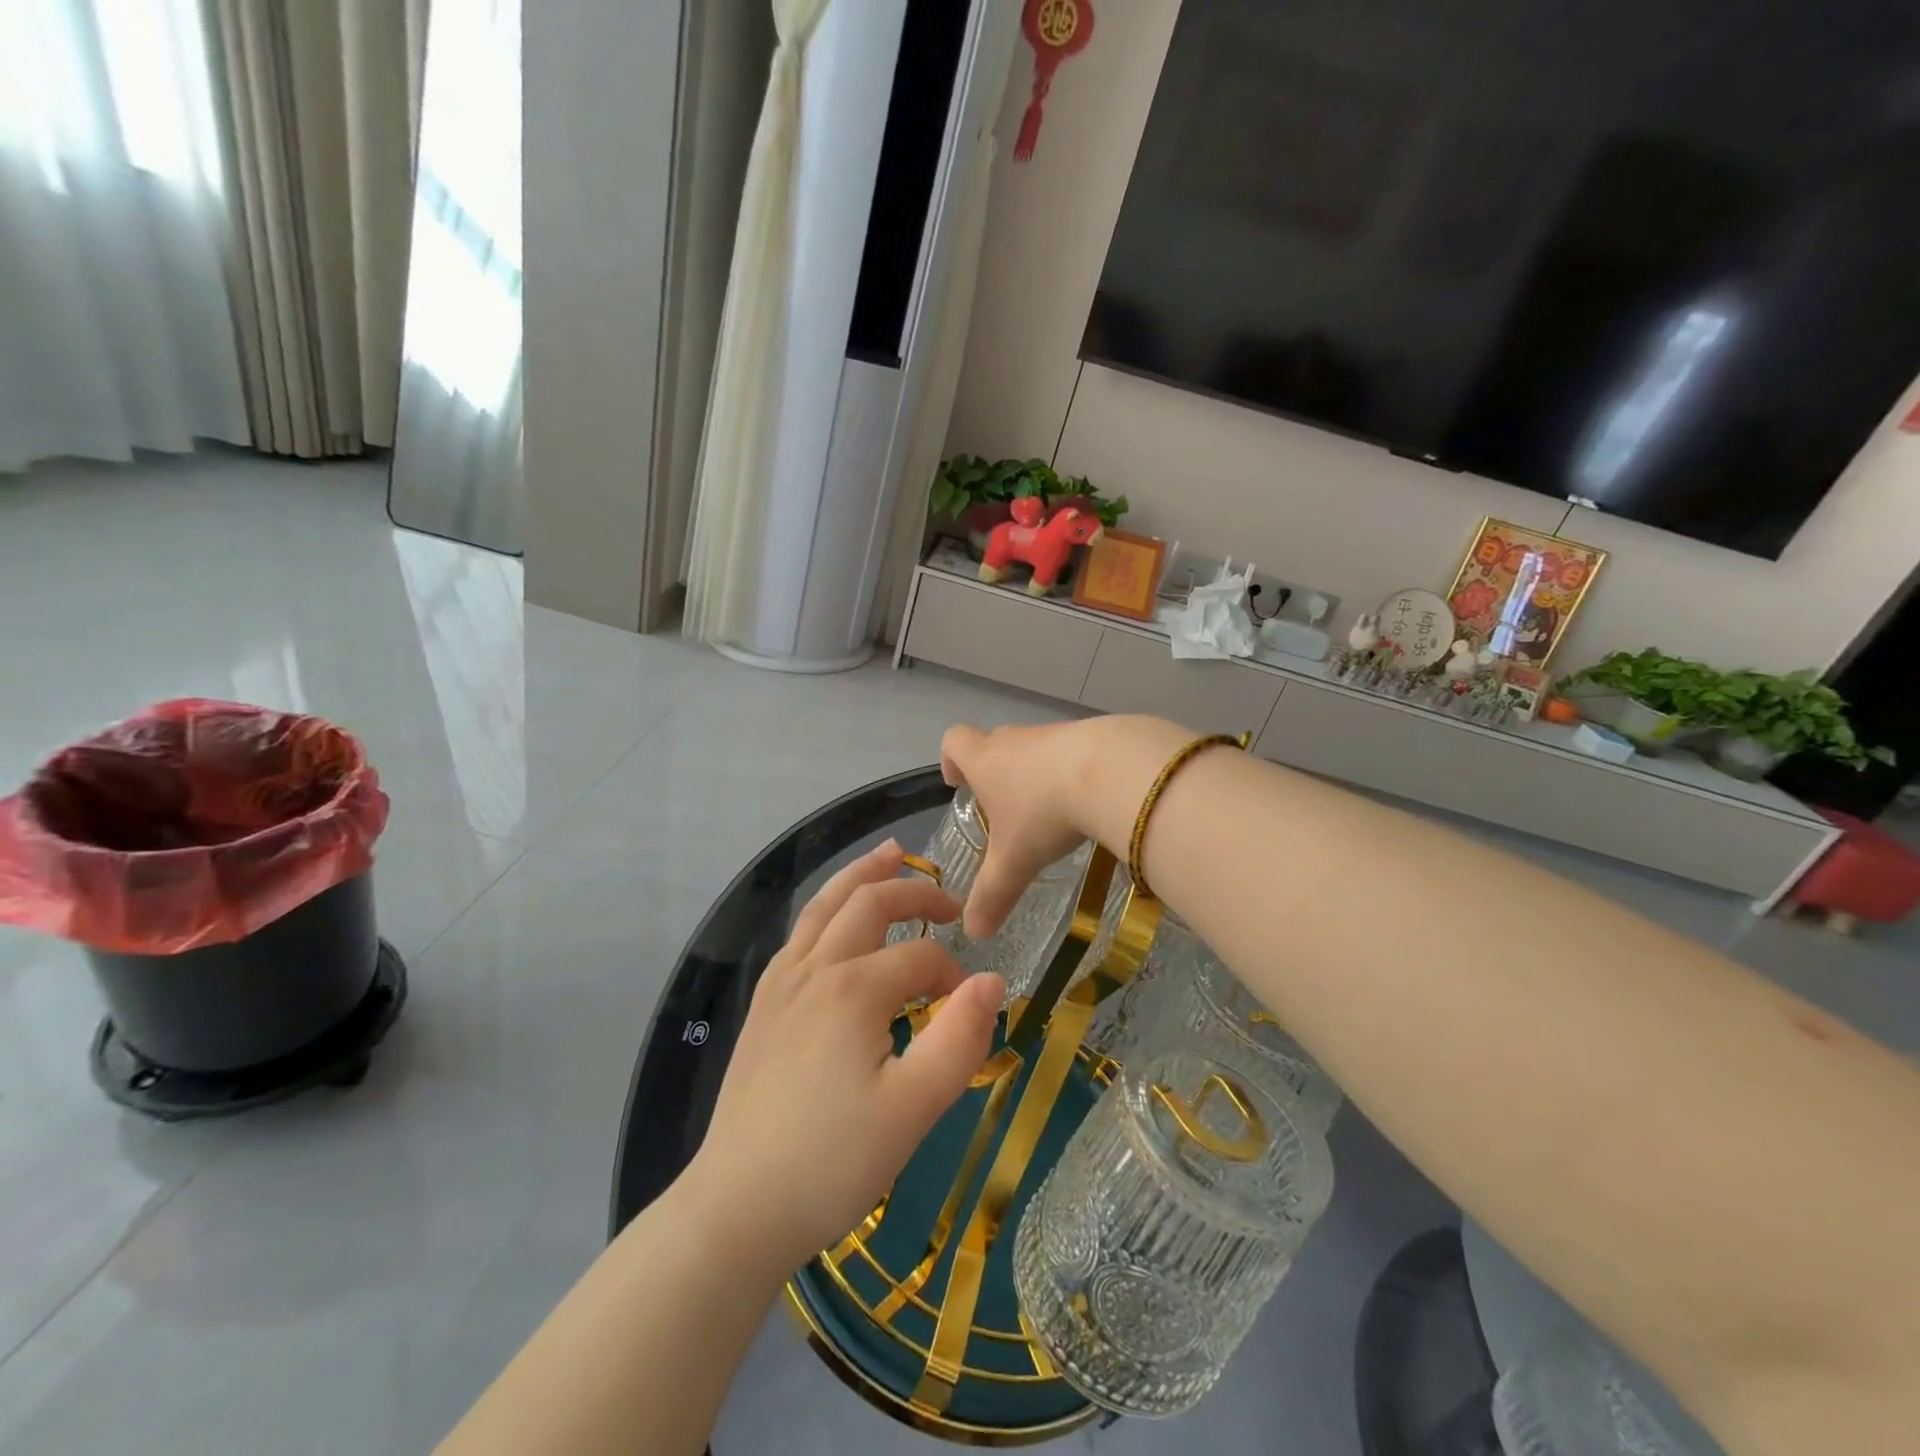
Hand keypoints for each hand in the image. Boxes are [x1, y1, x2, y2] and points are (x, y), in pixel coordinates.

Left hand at [684, 839, 1004, 1278]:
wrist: (737, 1209)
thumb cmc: (831, 1162)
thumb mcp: (912, 1110)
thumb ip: (959, 1040)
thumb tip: (993, 982)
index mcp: (853, 990)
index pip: (920, 957)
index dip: (953, 975)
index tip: (968, 1008)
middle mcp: (814, 969)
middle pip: (868, 904)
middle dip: (914, 892)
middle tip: (950, 902)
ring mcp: (780, 984)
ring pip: (824, 906)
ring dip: (861, 876)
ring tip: (890, 854)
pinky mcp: (762, 1005)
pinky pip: (799, 934)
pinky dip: (827, 909)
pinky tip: (834, 919)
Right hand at [940, 716, 1189, 937]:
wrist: (1112, 772)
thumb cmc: (1045, 813)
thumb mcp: (1014, 862)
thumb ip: (992, 895)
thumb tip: (973, 932)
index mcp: (986, 761)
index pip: (955, 741)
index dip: (951, 759)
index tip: (958, 783)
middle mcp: (1017, 740)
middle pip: (996, 743)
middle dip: (995, 771)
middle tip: (1004, 807)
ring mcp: (1057, 734)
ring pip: (1037, 748)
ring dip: (1038, 773)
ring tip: (1051, 812)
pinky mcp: (1095, 736)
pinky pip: (1075, 752)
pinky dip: (1075, 772)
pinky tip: (1090, 802)